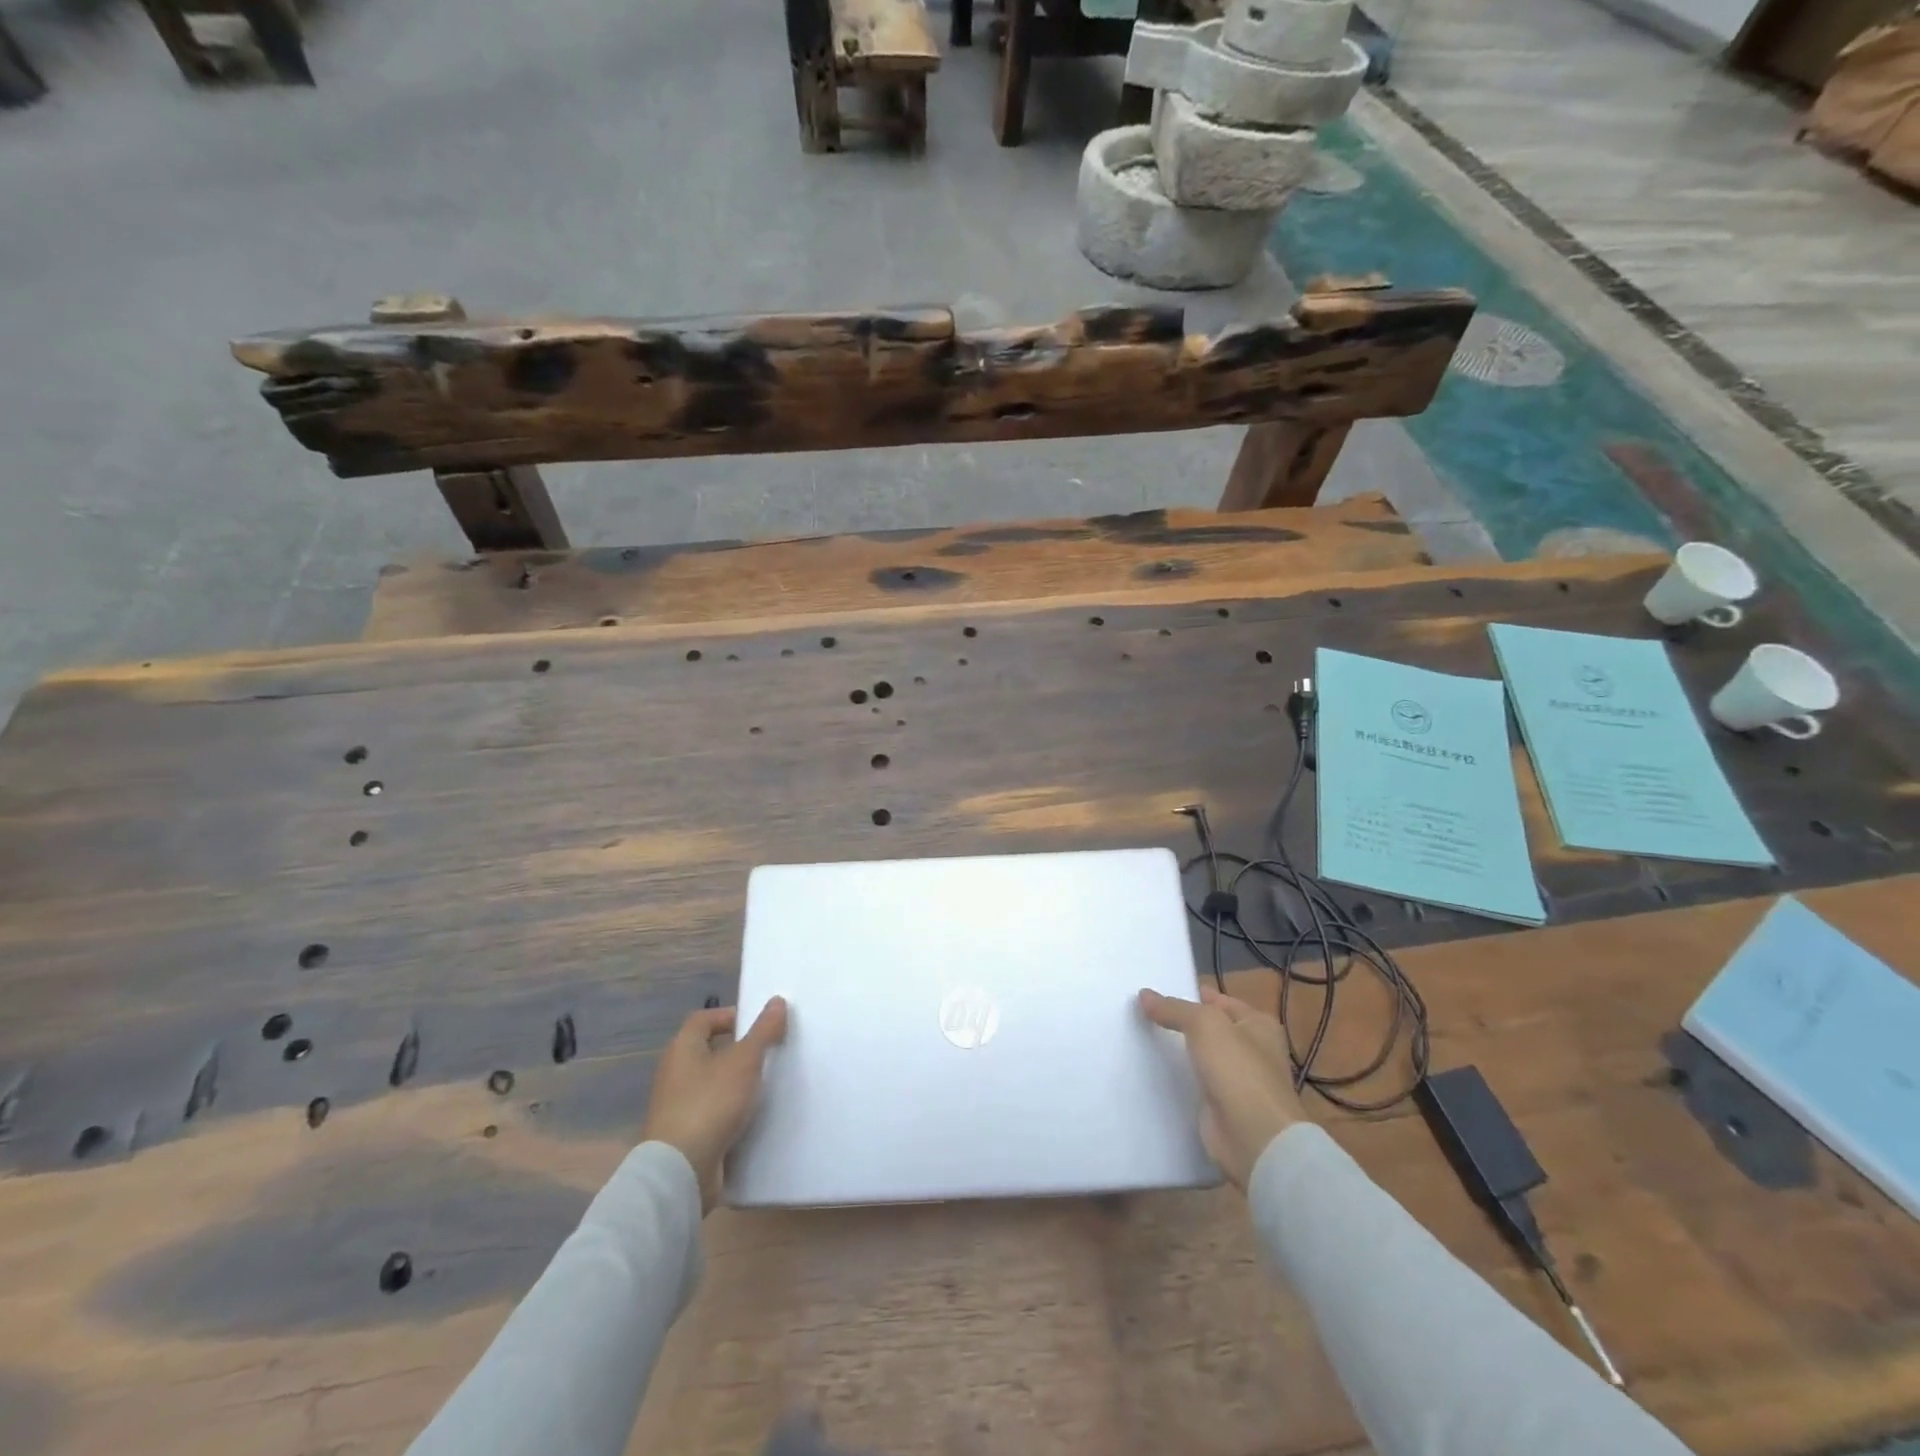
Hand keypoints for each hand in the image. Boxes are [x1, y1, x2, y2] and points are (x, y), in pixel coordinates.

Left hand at [641, 998, 787, 1212]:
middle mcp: (674, 1073)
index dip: (730, 1016)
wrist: (680, 1171)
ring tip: (766, 1084)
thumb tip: (776, 1001)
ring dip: (736, 1083)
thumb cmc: (710, 1103)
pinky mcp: (684, 1135)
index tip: (759, 1025)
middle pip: (708, 1050)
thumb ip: (763, 1031)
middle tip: (769, 1053)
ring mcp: (676, 1106)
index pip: (704, 1019)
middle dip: (738, 1050)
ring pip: (711, 1083)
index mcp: (682, 1049)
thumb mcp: (744, 1061)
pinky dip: (729, 1111)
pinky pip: (711, 1112)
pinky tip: (752, 1117)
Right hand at [1140, 985, 1308, 1189]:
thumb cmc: (1238, 1070)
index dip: (1193, 995)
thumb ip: (1174, 1008)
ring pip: (1201, 1058)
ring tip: (1141, 1039)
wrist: (1254, 1138)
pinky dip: (1178, 1080)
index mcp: (1259, 1026)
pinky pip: (1195, 1085)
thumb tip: (1144, 995)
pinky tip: (1151, 1072)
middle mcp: (1252, 1051)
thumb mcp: (1204, 1025)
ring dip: (1178, 1053)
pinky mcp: (1222, 1108)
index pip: (1220, 1001)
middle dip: (1182, 1023)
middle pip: (1210, 1030)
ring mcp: (1238, 1082)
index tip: (1158, 992)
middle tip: (1143, 1013)